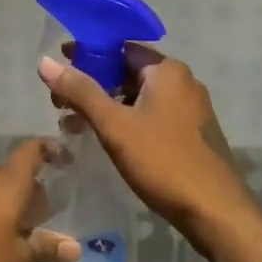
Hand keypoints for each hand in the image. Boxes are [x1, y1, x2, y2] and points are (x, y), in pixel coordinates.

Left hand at [0, 140, 80, 261]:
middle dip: (29, 193)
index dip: (49, 150)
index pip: (31, 152)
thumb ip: (43, 249)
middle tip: (44, 218)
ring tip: (18, 235)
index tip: (63, 157)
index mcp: (7, 183)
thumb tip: (74, 247)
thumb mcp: (15, 260)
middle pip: (12, 176)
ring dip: (6, 207)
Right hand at [38, 50, 259, 259]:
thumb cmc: (163, 161)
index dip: (86, 53)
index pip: (120, 48)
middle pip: (128, 72)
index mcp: (167, 71)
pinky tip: (106, 140)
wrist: (216, 213)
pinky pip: (151, 116)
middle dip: (92, 84)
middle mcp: (182, 82)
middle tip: (60, 102)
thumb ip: (80, 92)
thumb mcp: (114, 125)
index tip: (59, 65)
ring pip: (138, 97)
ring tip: (75, 125)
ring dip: (106, 106)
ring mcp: (190, 110)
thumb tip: (45, 63)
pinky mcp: (192, 135)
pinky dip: (125, 121)